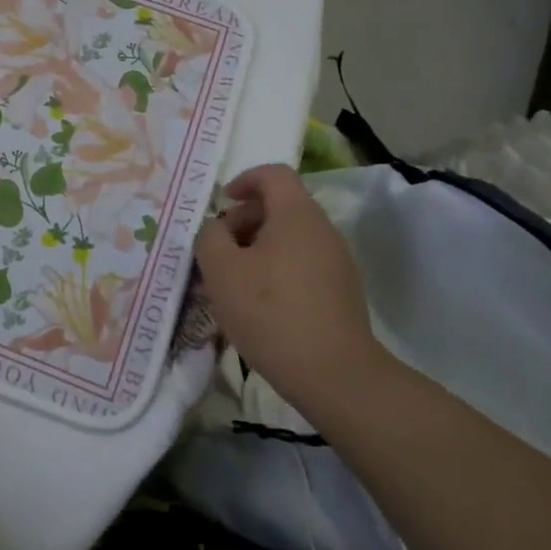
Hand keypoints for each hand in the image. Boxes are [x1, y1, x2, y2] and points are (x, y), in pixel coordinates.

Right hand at [193, 164, 386, 405]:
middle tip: (219, 250)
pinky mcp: (341, 292)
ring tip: (232, 282)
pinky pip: (301, 264)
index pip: (273, 174)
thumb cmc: (270, 312)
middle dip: (244, 220)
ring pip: (290, 238)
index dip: (244, 180)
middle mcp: (322, 230)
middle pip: (281, 206)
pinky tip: (258, 306)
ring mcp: (337, 263)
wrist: (334, 375)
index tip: (222, 204)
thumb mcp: (221, 270)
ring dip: (257, 249)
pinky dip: (276, 271)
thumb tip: (217, 229)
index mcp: (296, 215)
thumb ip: (209, 237)